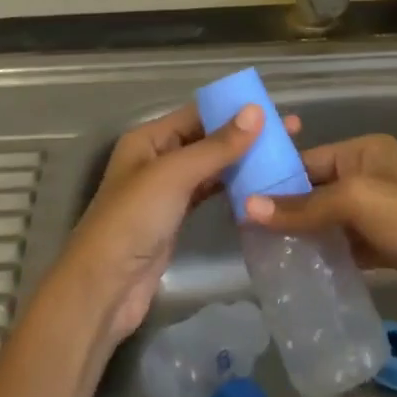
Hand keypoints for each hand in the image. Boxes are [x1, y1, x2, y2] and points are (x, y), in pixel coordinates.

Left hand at [49, 103, 297, 346]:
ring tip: (283, 158)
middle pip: (206, 140)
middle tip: (290, 134)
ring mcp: (166, 191)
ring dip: (242, 162)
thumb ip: (217, 146)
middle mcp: (157, 159)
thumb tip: (256, 111)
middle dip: (244, 136)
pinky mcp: (176, 220)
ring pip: (210, 168)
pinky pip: (209, 194)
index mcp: (148, 139)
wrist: (106, 287)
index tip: (274, 110)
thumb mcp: (175, 175)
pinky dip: (232, 189)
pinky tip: (260, 187)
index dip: (234, 110)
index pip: (197, 114)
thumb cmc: (134, 219)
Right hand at [244, 134, 396, 326]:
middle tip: (248, 231)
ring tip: (266, 252)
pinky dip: (329, 254)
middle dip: (288, 208)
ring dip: (306, 234)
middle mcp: (373, 174)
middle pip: (319, 189)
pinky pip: (349, 245)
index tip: (240, 198)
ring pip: (332, 219)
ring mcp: (384, 212)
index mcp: (366, 150)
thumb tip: (246, 209)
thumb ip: (303, 207)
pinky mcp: (391, 246)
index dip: (277, 178)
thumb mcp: (355, 202)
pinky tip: (302, 270)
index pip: (309, 159)